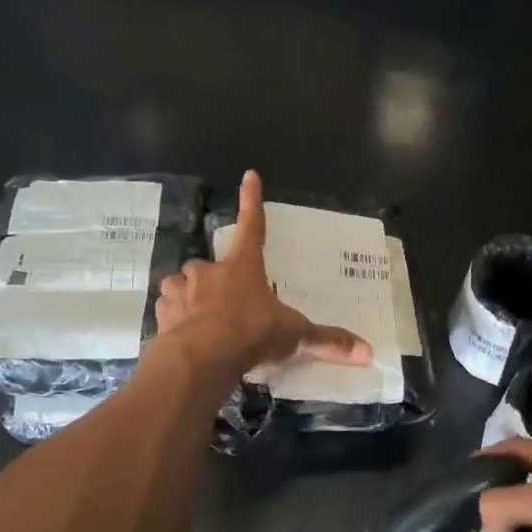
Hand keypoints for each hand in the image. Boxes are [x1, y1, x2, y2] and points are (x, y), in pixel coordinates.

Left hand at [154, 170, 373, 378]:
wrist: (202, 357)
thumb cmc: (251, 333)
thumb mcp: (293, 335)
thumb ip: (325, 341)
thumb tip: (368, 352)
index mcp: (243, 267)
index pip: (252, 226)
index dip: (252, 200)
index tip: (249, 175)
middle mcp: (209, 272)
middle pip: (209, 265)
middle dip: (214, 279)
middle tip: (226, 302)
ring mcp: (182, 291)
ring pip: (181, 285)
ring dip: (189, 296)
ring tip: (201, 319)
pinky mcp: (164, 313)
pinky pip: (168, 309)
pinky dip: (174, 318)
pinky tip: (183, 335)